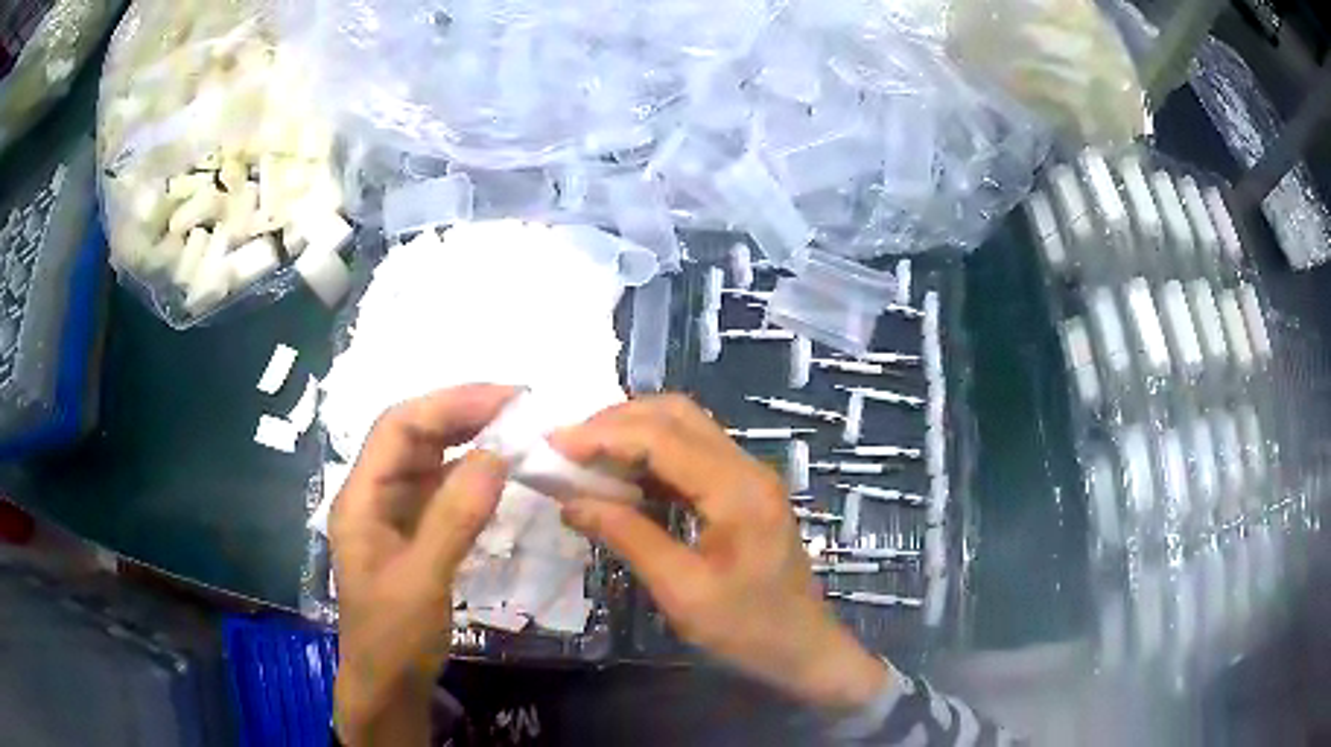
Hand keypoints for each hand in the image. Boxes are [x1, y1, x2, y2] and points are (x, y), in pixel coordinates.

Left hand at [330, 384, 516, 744]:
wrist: (389, 687)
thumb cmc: (394, 639)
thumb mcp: (422, 582)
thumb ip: (454, 518)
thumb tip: (497, 455)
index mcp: (361, 498)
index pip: (398, 428)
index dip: (449, 404)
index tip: (506, 399)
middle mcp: (375, 495)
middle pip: (414, 436)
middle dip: (463, 414)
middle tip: (521, 408)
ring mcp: (395, 514)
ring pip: (431, 460)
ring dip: (470, 441)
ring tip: (517, 430)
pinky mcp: (415, 534)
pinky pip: (443, 490)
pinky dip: (472, 475)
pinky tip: (500, 474)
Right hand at [551, 395, 893, 714]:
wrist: (802, 648)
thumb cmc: (747, 628)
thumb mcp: (681, 591)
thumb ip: (628, 537)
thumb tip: (571, 502)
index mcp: (737, 490)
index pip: (662, 437)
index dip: (604, 434)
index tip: (555, 445)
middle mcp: (747, 468)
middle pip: (677, 415)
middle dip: (617, 421)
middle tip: (568, 446)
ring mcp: (749, 476)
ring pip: (686, 427)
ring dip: (634, 432)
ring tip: (586, 456)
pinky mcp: (744, 491)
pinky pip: (693, 454)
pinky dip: (652, 455)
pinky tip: (623, 477)